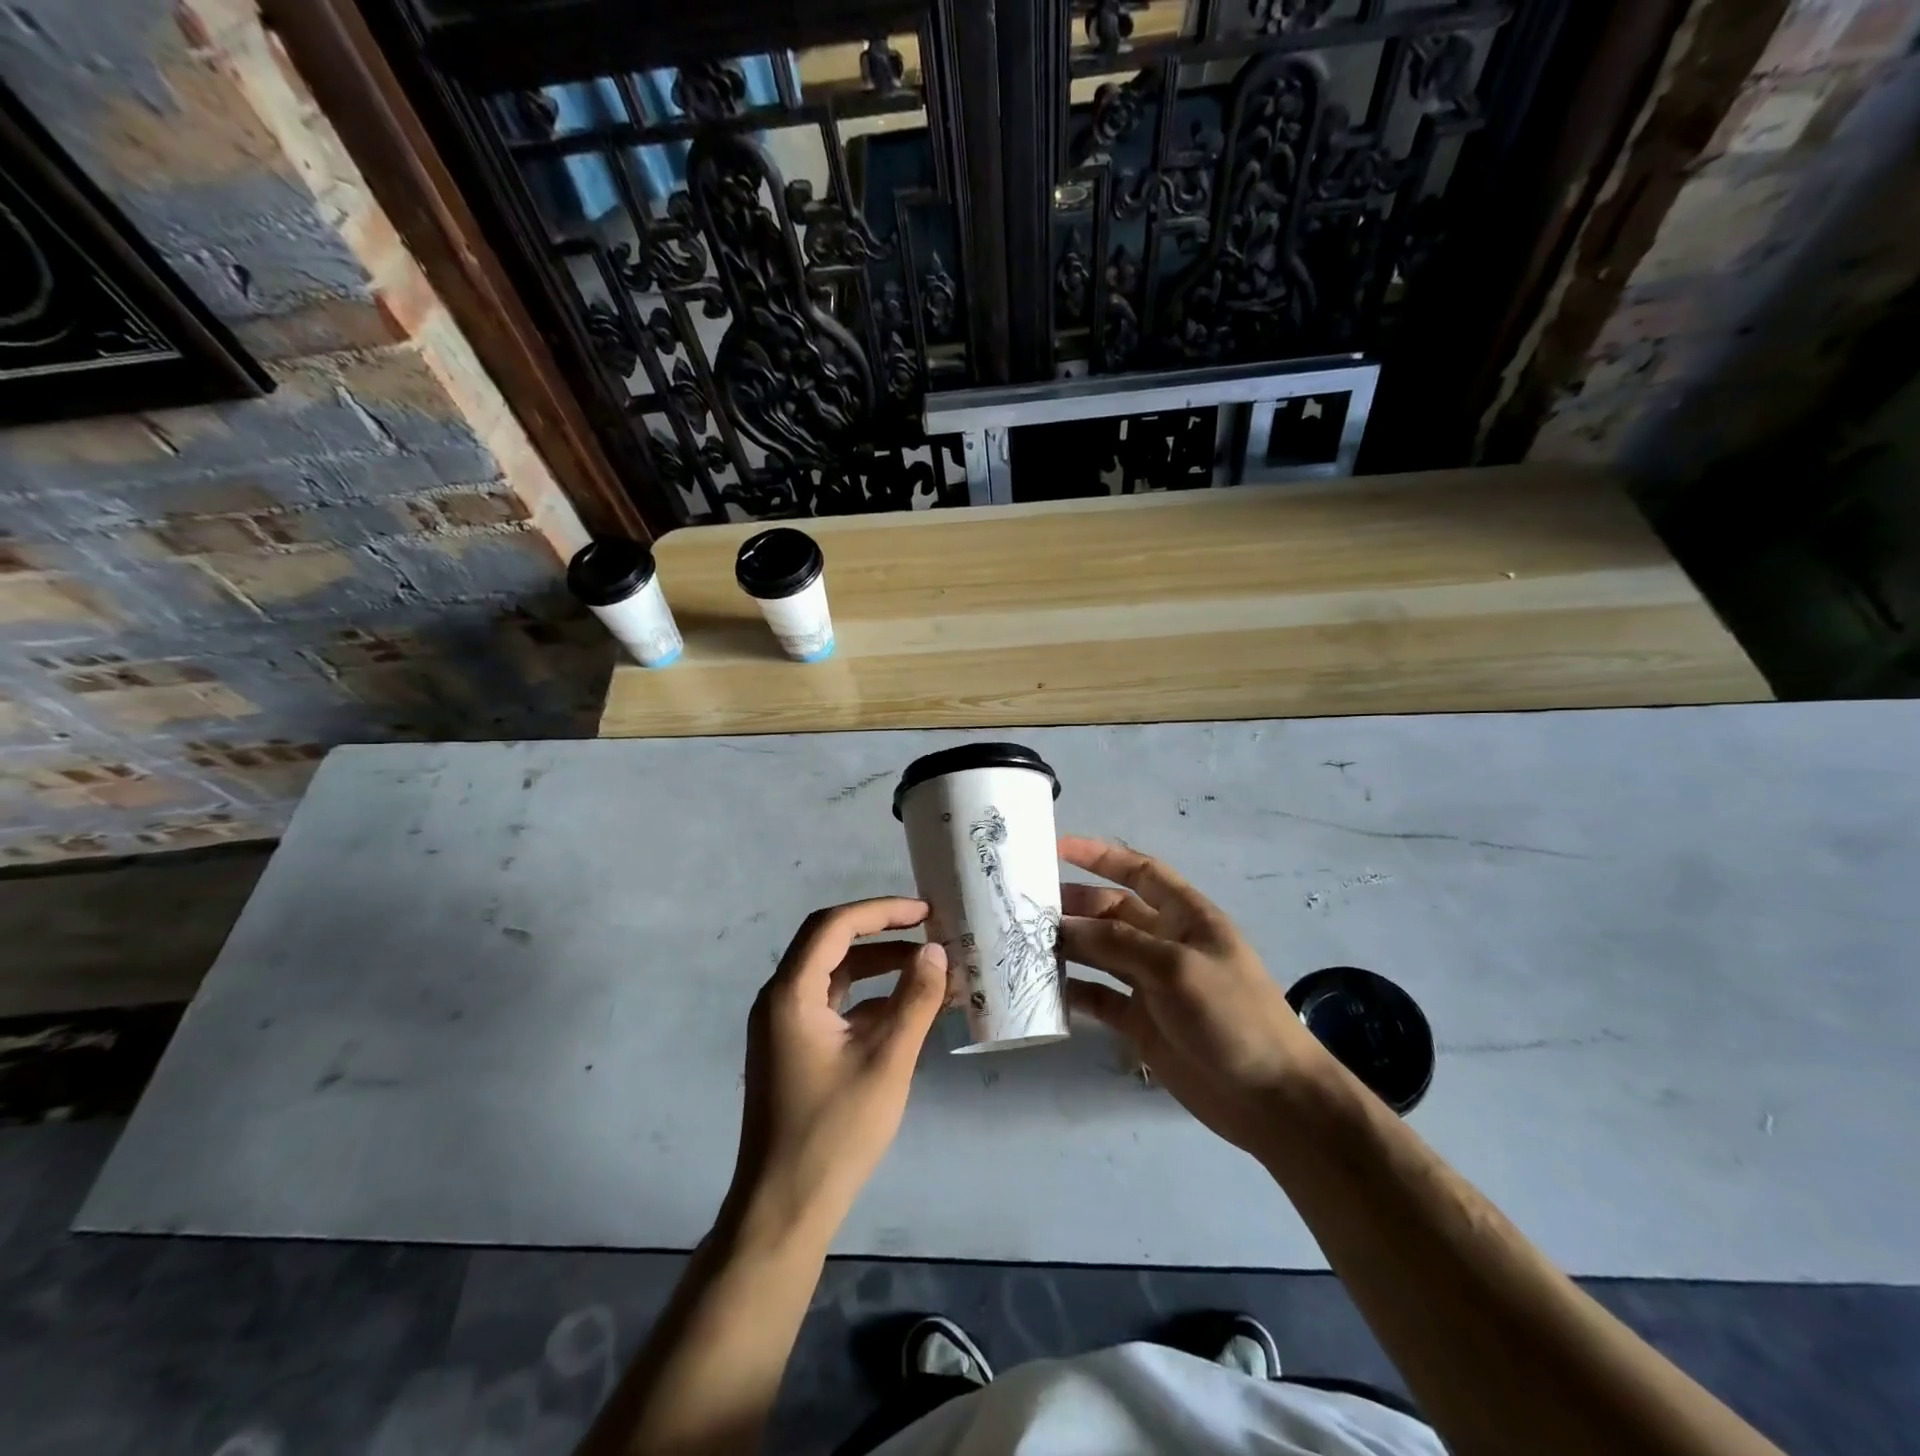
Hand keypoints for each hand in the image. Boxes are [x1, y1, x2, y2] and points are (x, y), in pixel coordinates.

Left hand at [730, 898, 947, 1237]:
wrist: (784, 1207)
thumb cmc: (835, 1132)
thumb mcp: (887, 1061)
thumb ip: (915, 1000)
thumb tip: (937, 951)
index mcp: (791, 993)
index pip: (834, 926)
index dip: (881, 911)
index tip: (925, 913)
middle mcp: (780, 999)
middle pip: (831, 944)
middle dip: (882, 933)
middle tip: (929, 932)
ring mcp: (783, 1025)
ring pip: (834, 975)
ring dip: (879, 967)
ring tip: (928, 968)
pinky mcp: (793, 1048)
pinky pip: (832, 1005)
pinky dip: (868, 998)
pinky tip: (907, 1009)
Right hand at [1058, 835, 1332, 1157]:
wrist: (1270, 1097)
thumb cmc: (1232, 1015)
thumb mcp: (1176, 966)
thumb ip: (1118, 942)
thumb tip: (1064, 926)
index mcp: (1185, 916)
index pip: (1139, 871)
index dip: (1101, 856)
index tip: (1056, 848)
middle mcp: (1164, 942)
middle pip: (1110, 912)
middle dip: (1073, 905)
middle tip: (1026, 908)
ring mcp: (1150, 983)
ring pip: (1099, 953)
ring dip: (1068, 947)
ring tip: (1024, 944)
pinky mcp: (1139, 1021)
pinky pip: (1099, 997)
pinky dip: (1073, 992)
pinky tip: (1043, 990)